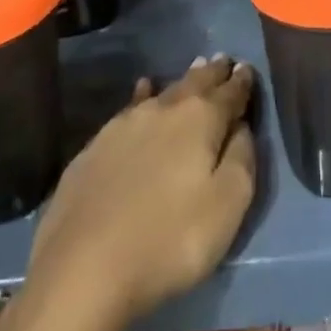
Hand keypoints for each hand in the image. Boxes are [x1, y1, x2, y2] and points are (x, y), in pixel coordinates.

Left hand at [25, 56, 257, 329]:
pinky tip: (143, 90)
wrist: (83, 269)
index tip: (248, 68)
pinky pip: (131, 107)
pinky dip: (144, 95)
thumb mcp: (227, 207)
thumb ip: (242, 159)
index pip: (230, 93)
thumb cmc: (169, 241)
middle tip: (223, 61)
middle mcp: (165, 109)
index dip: (242, 82)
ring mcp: (126, 124)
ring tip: (195, 69)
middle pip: (196, 83)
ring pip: (164, 92)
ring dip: (183, 81)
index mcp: (201, 119)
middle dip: (213, 73)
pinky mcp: (96, 145)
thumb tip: (241, 127)